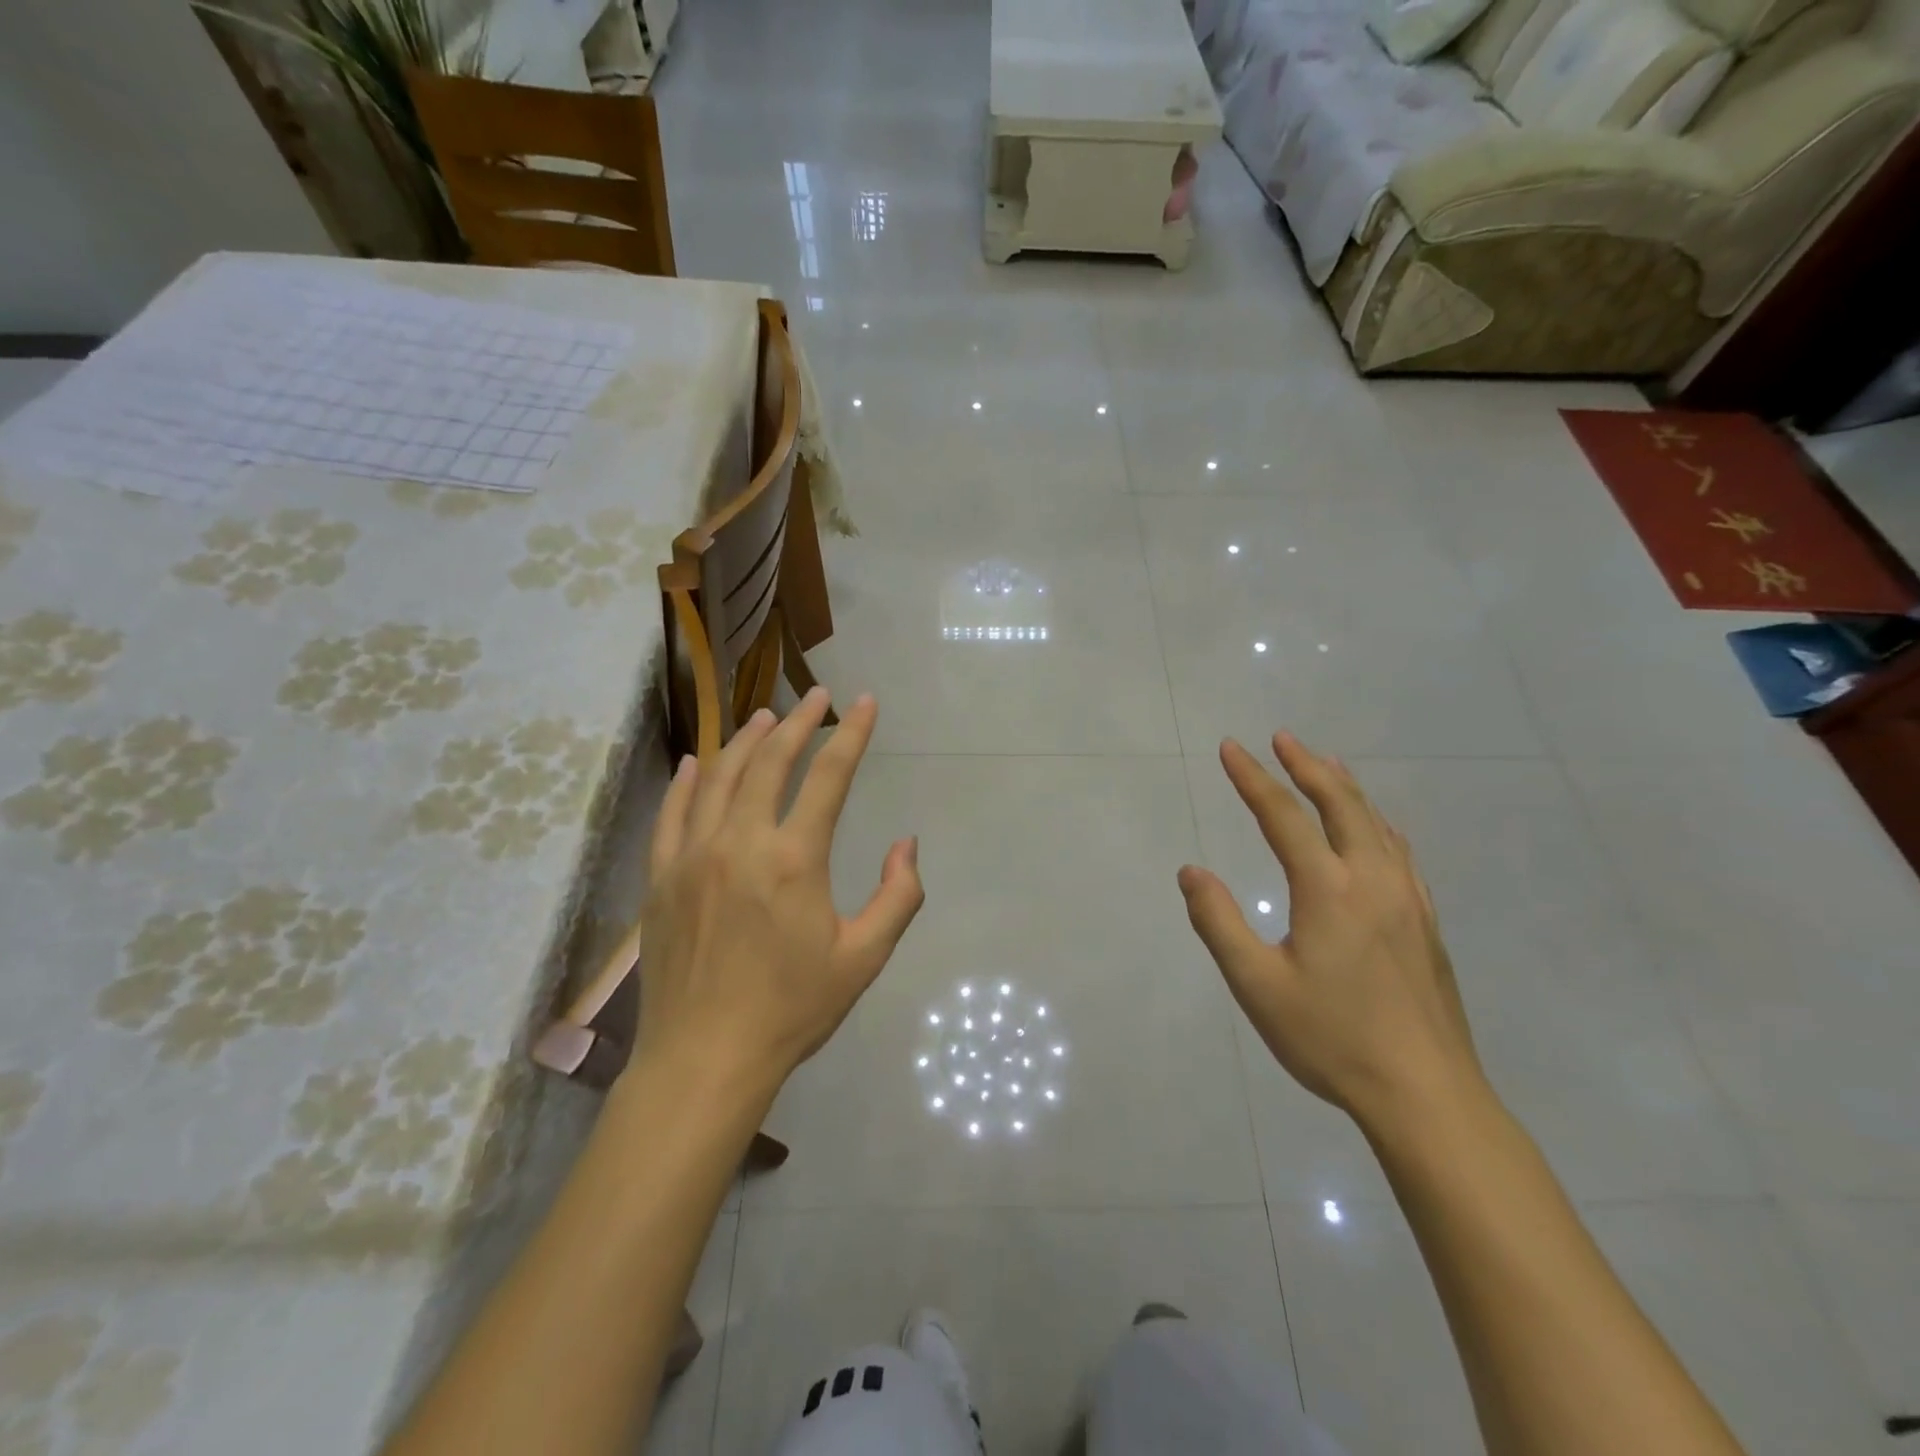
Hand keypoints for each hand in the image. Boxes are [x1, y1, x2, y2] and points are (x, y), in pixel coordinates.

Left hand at [630, 688, 923, 1094]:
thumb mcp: (863, 958)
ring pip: (718, 777)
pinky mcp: (661, 878)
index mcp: (794, 860)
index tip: (865, 702)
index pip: (829, 777)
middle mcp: (741, 843)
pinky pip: (671, 814)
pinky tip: (695, 763)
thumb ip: (897, 896)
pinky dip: (686, 782)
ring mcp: (693, 856)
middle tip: (817, 696)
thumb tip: (905, 844)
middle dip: (799, 722)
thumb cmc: (791, 1010)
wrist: (705, 1060)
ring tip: (765, 716)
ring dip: (745, 740)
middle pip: (770, 762)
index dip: (852, 734)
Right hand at [1177, 733, 1482, 1128]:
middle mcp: (1373, 881)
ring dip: (1345, 788)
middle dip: (1307, 766)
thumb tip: (1191, 871)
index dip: (1253, 778)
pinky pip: (1400, 852)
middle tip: (1282, 738)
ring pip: (1377, 824)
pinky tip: (1377, 828)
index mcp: (1329, 890)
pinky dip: (1377, 823)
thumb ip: (1218, 923)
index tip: (1230, 747)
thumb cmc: (1332, 1039)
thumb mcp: (1257, 985)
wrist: (1427, 1095)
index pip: (1284, 816)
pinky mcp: (1426, 923)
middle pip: (1341, 804)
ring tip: (1325, 763)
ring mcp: (1408, 901)